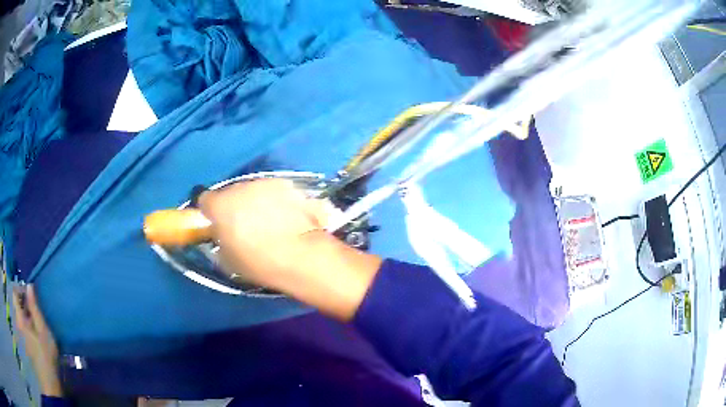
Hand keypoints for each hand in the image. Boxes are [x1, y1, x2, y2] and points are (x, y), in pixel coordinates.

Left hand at [12, 285, 62, 396]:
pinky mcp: (22, 339)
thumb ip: (35, 310)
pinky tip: (26, 332)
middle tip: (27, 310)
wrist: (49, 386)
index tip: (27, 297)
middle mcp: (16, 320)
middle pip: (13, 300)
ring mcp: (19, 330)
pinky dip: (20, 322)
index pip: (14, 291)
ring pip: (14, 311)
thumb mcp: (45, 336)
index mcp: (20, 318)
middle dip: (19, 302)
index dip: (19, 290)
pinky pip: (17, 322)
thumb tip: (29, 287)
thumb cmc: (47, 361)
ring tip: (27, 322)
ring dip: (19, 311)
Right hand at [199, 179, 381, 319]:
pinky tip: (287, 217)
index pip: (205, 201)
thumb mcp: (228, 261)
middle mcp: (240, 187)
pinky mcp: (288, 185)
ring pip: (253, 190)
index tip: (217, 224)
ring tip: (270, 222)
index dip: (210, 212)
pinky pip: (274, 191)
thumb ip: (219, 241)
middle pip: (230, 193)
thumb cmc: (260, 263)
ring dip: (255, 201)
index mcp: (220, 205)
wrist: (301, 256)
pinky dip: (276, 200)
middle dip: (234, 206)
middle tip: (245, 225)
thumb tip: (221, 235)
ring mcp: (266, 183)